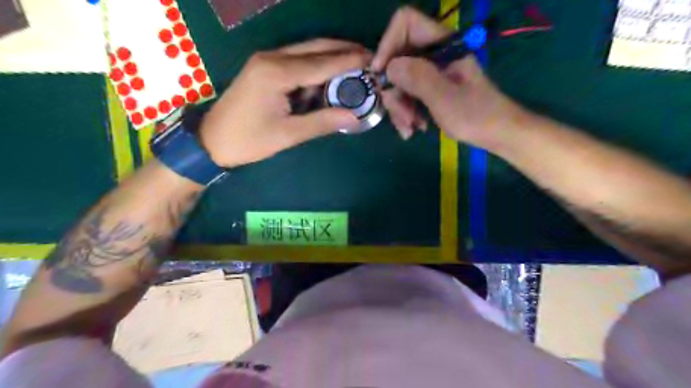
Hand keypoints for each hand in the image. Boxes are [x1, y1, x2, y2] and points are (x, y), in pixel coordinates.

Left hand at [200, 38, 371, 166]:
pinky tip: (330, 78)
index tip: (374, 61)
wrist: (211, 141)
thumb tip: (353, 117)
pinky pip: (297, 62)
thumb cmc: (248, 140)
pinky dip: (316, 68)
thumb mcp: (287, 135)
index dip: (350, 61)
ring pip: (307, 52)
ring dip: (332, 58)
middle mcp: (272, 58)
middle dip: (344, 51)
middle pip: (316, 47)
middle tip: (370, 58)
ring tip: (356, 68)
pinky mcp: (264, 68)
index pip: (322, 62)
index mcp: (276, 72)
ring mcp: (266, 60)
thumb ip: (321, 123)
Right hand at [373, 5, 530, 148]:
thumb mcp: (445, 98)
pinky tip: (413, 129)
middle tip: (403, 118)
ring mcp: (430, 72)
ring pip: (398, 81)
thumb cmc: (476, 115)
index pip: (405, 23)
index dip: (388, 44)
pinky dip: (406, 113)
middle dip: (394, 91)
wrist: (497, 134)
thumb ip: (418, 78)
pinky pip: (406, 95)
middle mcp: (432, 54)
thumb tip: (388, 67)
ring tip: (410, 130)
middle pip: (397, 59)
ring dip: (399, 108)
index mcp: (442, 45)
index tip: (381, 74)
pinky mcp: (428, 88)